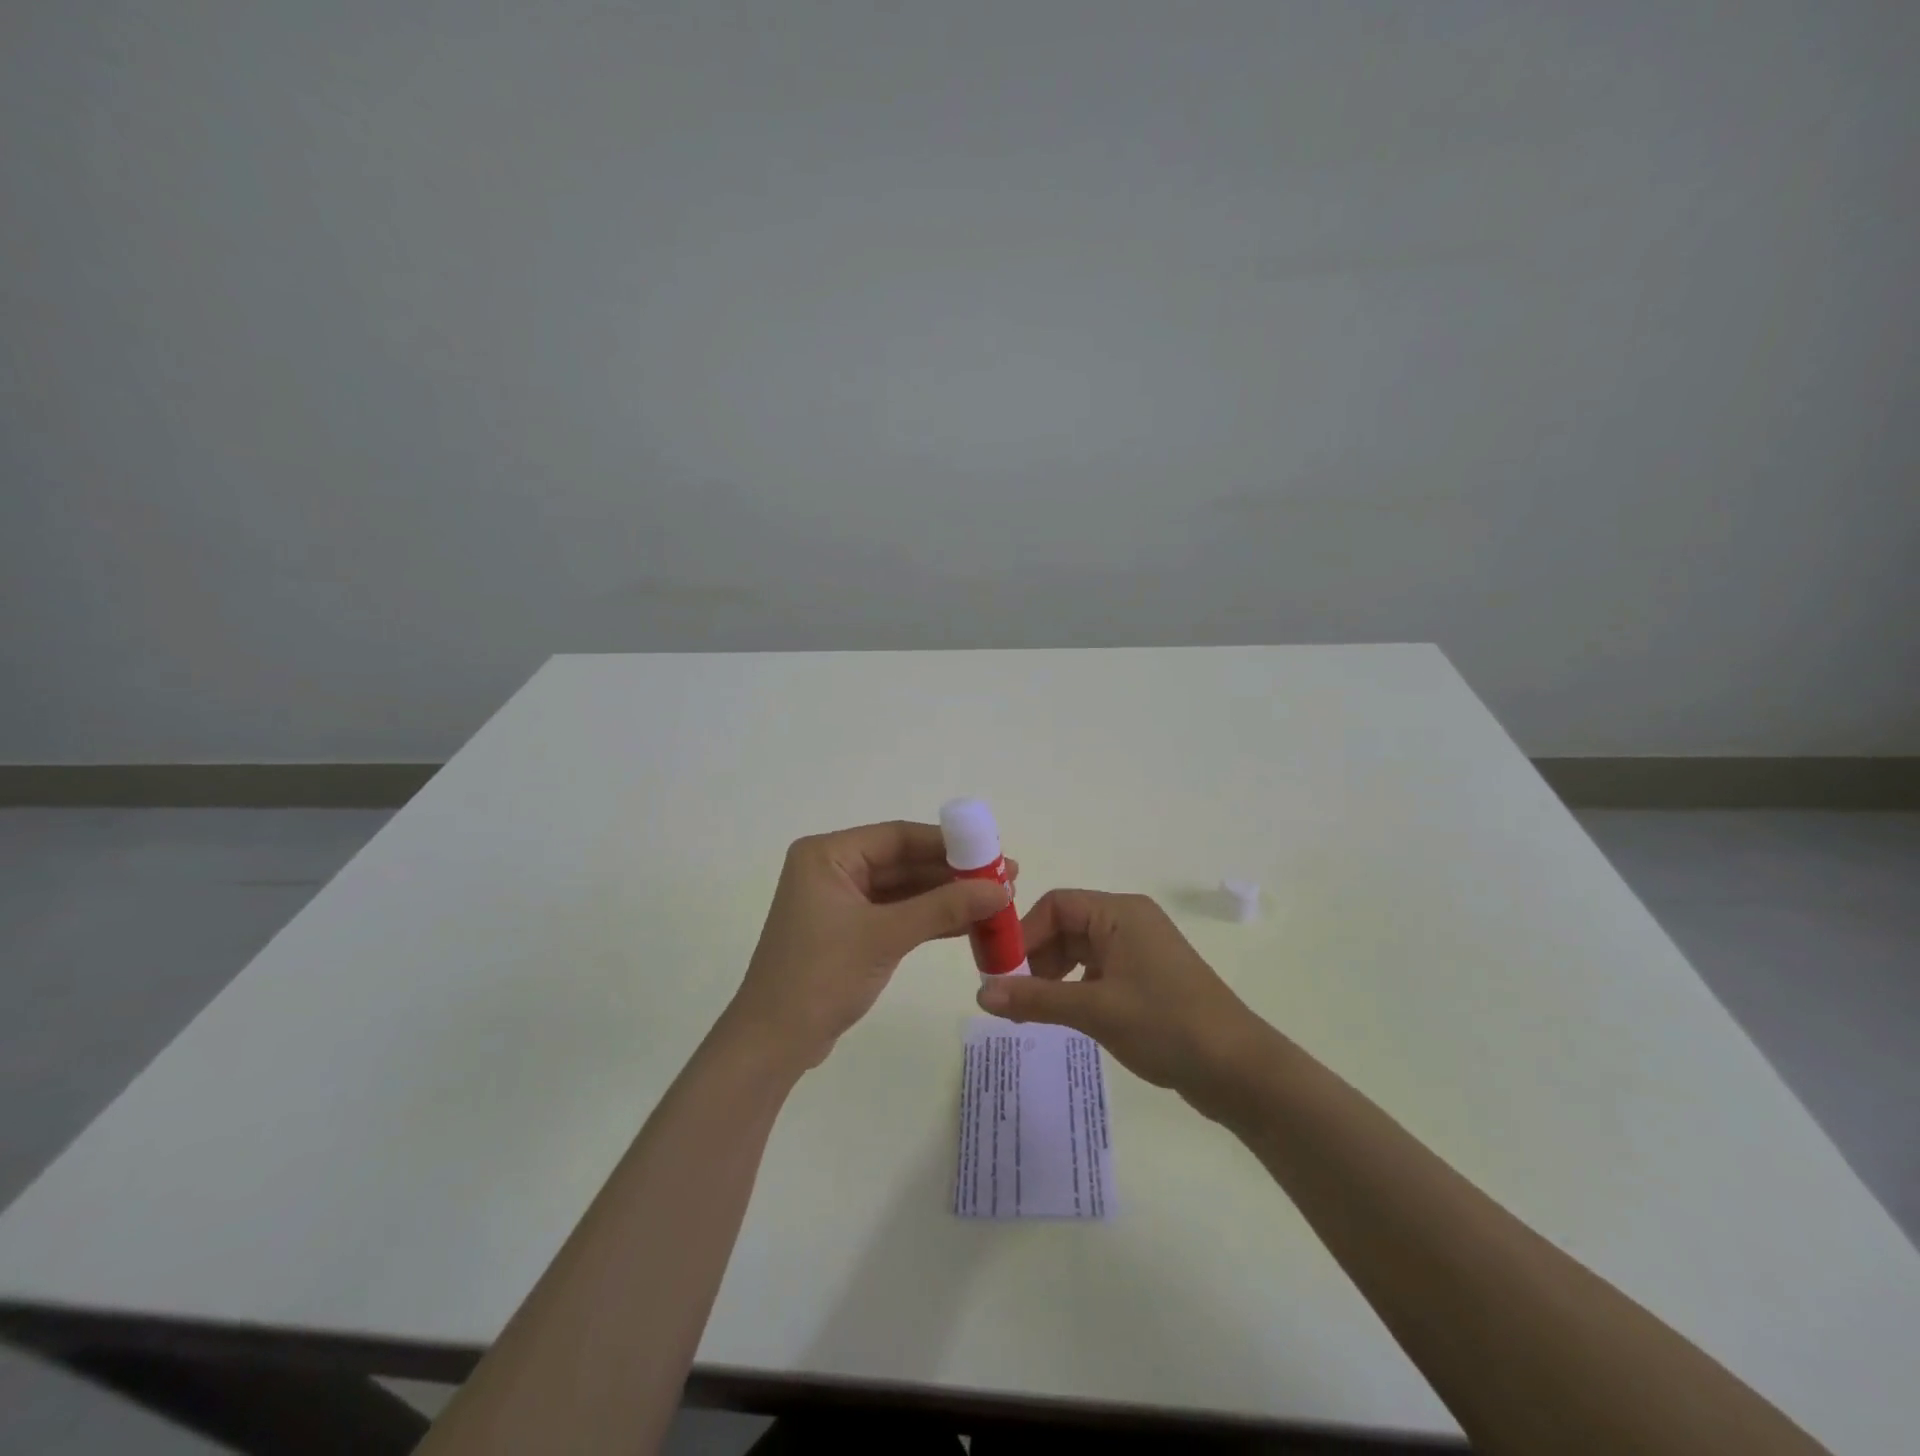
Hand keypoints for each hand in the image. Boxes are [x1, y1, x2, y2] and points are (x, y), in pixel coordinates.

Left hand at [726, 822, 1013, 1072]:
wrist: (773, 1044)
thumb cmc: (821, 976)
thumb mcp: (886, 936)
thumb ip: (943, 908)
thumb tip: (1001, 889)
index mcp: (827, 854)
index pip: (897, 836)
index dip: (948, 844)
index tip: (993, 852)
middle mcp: (832, 869)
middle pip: (902, 861)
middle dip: (952, 873)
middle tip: (1004, 879)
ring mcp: (839, 902)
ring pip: (903, 890)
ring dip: (945, 898)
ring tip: (996, 902)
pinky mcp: (849, 931)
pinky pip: (896, 914)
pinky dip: (929, 920)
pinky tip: (968, 925)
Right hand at [977, 890, 1270, 1119]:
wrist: (1239, 1071)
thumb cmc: (1166, 1025)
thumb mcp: (1095, 1010)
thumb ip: (1036, 999)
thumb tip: (981, 995)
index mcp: (1120, 913)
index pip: (1056, 905)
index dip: (1024, 934)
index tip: (1001, 972)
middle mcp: (1129, 923)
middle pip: (1066, 927)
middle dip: (1036, 958)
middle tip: (1012, 998)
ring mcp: (1140, 952)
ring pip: (1080, 952)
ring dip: (1053, 976)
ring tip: (1034, 1012)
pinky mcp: (1147, 980)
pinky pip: (1098, 972)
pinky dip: (1075, 989)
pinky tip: (1066, 1017)